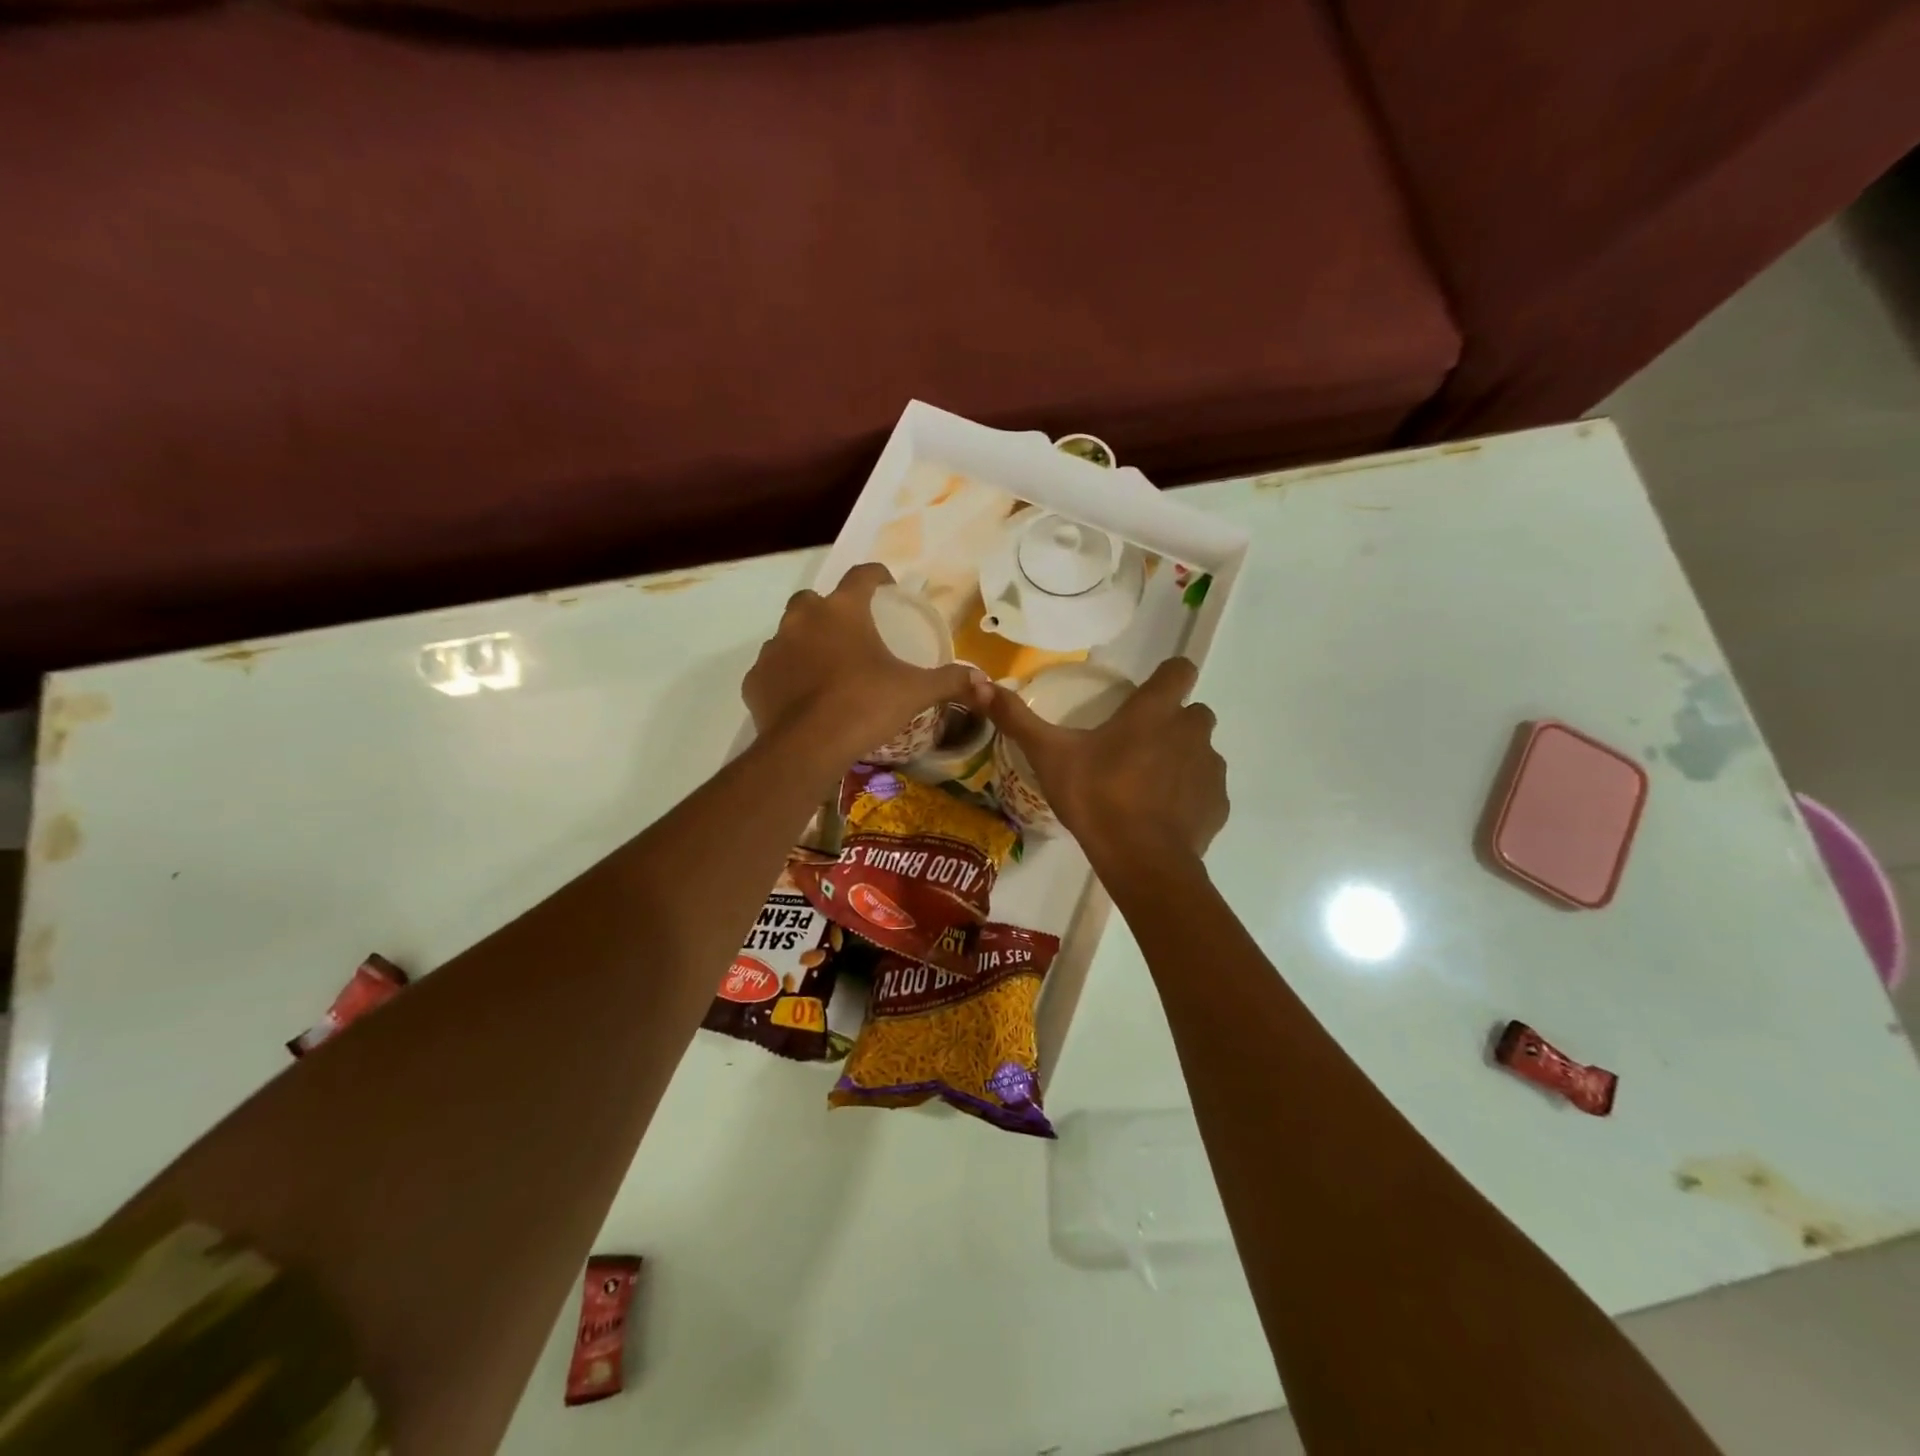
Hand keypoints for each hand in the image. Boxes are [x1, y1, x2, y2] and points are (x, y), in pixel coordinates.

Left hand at [743, 563, 988, 764]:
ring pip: (790, 634)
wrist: (808, 747)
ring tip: (827, 670)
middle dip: (832, 611)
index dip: (877, 576)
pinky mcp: (755, 679)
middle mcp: (803, 619)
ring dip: (807, 644)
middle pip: (816, 600)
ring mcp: (773, 648)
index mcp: (843, 610)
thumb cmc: (866, 706)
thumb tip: (984, 681)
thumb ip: (950, 681)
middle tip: (853, 635)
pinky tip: (802, 698)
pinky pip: (773, 669)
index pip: (861, 574)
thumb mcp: (915, 692)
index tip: (888, 587)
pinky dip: (786, 677)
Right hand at [988, 657, 1227, 866]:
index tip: (1147, 693)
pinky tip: (1162, 816)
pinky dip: (1189, 796)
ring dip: (1181, 759)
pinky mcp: (1218, 804)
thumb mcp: (1049, 756)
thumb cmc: (1097, 797)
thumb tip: (979, 684)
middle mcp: (1191, 731)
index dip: (1167, 676)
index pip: (1179, 669)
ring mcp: (1210, 768)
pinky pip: (1205, 789)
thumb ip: (1017, 719)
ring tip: (1147, 786)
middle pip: (1193, 712)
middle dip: (1172, 723)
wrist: (1142, 861)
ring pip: (1201, 751)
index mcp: (1155, 711)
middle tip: (1137, 746)